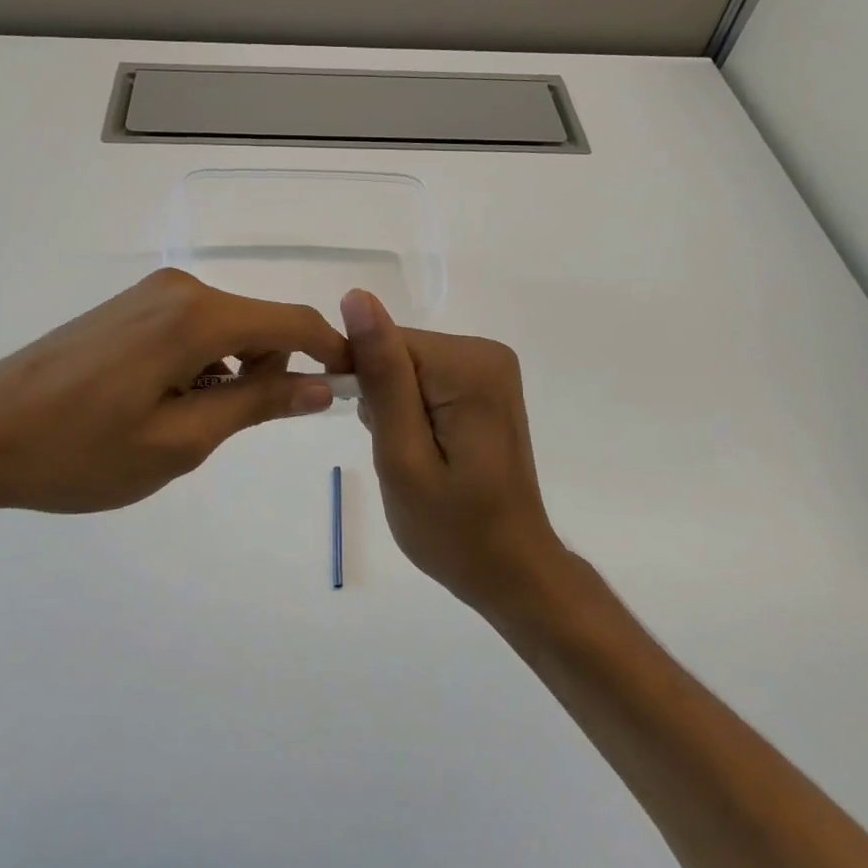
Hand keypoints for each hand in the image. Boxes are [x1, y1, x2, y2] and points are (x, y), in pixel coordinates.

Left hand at [0, 269, 349, 518]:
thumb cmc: (79, 450)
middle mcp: (180, 289)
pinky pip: (194, 329)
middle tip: (238, 430)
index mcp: (197, 315)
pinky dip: (204, 364)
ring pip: (228, 328)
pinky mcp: (129, 309)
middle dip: (272, 370)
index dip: (332, 353)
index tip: (353, 389)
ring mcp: (150, 296)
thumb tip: (321, 385)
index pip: (293, 323)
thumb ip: (256, 404)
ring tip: (190, 425)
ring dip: (234, 372)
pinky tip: (166, 403)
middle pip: (261, 323)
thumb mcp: (179, 441)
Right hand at [342, 288, 565, 611]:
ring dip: (395, 407)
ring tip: (413, 457)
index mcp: (468, 366)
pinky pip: (425, 379)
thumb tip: (356, 298)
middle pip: (399, 351)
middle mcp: (486, 353)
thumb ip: (382, 375)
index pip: (385, 341)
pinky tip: (425, 448)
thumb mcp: (403, 455)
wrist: (511, 570)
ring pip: (407, 366)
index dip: (362, 381)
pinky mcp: (485, 386)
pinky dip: (412, 411)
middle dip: (382, 398)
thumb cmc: (452, 528)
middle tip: (396, 453)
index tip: (368, 428)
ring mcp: (490, 368)